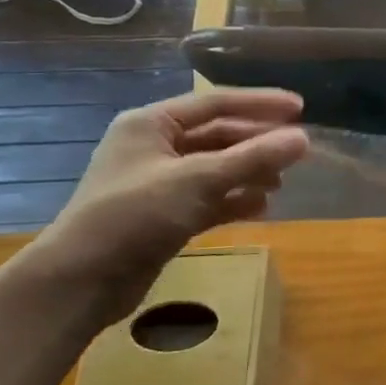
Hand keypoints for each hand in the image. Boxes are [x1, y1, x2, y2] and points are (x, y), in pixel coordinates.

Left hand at [29, 88, 308, 324]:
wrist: (81, 281)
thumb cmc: (134, 215)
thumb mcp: (198, 180)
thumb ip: (253, 158)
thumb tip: (304, 139)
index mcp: (151, 124)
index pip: (215, 103)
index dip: (260, 103)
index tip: (300, 108)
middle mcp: (155, 147)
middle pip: (218, 136)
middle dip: (257, 143)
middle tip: (298, 150)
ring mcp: (159, 184)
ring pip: (216, 169)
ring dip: (250, 173)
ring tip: (281, 183)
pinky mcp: (165, 216)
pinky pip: (210, 198)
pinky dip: (236, 201)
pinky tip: (262, 208)